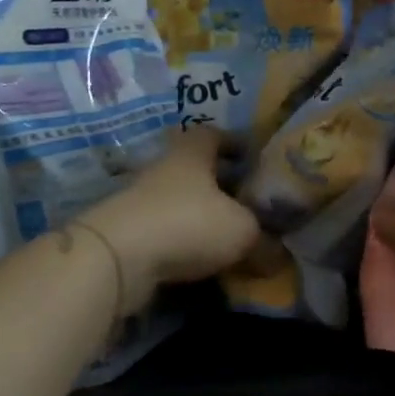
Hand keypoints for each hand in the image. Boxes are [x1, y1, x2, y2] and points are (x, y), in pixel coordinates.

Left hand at [81, 128, 259, 308]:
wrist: (115, 259)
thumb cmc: (188, 224)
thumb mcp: (243, 232)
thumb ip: (266, 243)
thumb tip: (279, 256)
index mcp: (192, 153)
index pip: (214, 134)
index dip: (235, 143)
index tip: (254, 158)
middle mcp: (163, 169)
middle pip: (196, 170)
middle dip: (221, 184)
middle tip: (249, 203)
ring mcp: (139, 201)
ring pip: (179, 202)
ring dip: (201, 216)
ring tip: (229, 237)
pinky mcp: (125, 234)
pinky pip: (164, 232)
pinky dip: (182, 242)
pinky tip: (201, 261)